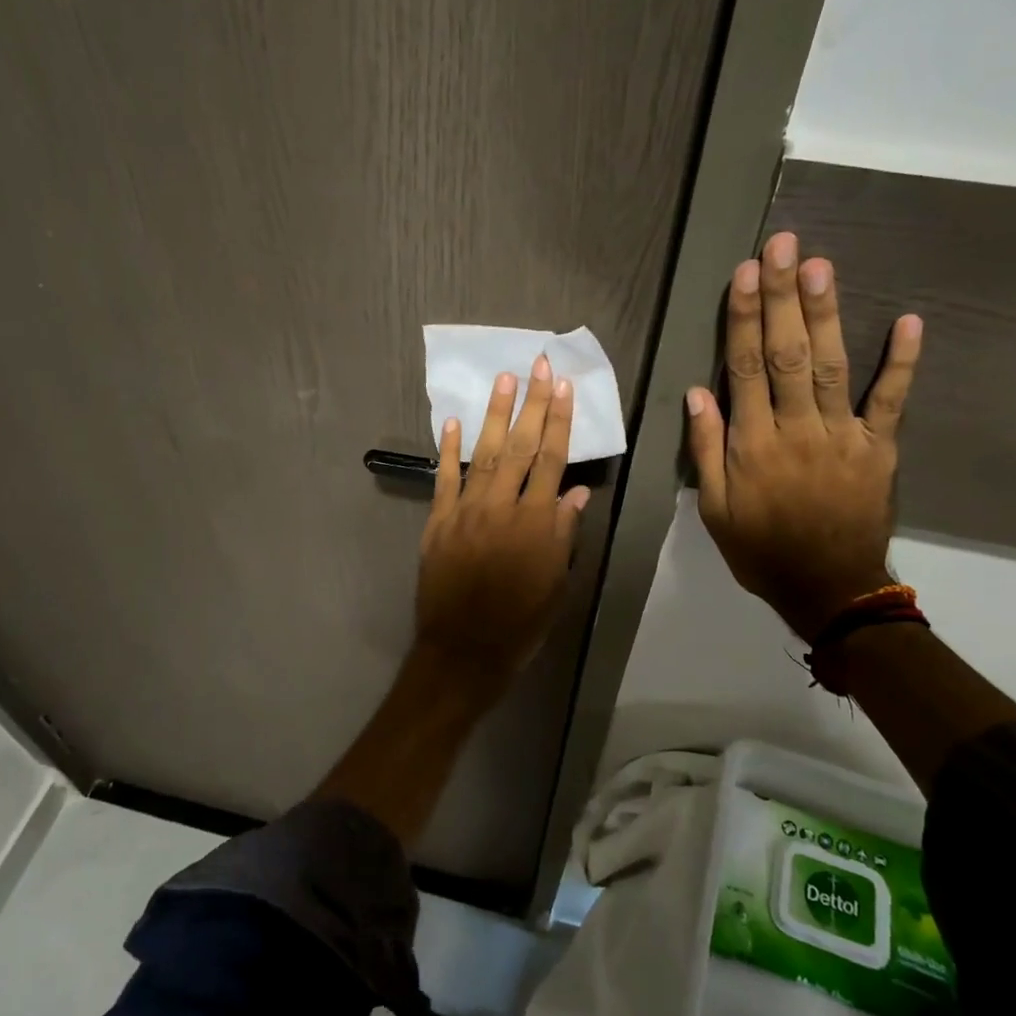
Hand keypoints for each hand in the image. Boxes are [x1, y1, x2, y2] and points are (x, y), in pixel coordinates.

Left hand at [414, 356, 590, 686]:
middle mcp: (502, 507)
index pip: (552, 460)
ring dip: (494, 415)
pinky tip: (453, 423)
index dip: (559, 422)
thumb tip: (578, 492)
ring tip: (504, 380)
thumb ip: (565, 534)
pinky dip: (448, 451)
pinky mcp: (438, 522)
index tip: (564, 388)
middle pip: (521, 447)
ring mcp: (466, 511)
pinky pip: (444, 479)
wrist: (465, 650)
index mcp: (537, 523)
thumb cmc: (521, 623)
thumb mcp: (556, 583)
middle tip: (538, 365)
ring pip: (484, 454)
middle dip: (532, 404)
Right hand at [685, 231, 922, 641]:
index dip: (744, 319)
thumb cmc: (760, 549)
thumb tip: (697, 393)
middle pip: (786, 355)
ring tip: (821, 266)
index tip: (745, 274)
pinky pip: (891, 401)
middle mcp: (797, 430)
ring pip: (830, 366)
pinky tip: (908, 322)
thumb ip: (707, 450)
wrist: (828, 588)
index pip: (745, 370)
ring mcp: (843, 436)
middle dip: (783, 298)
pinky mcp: (879, 448)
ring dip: (826, 314)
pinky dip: (902, 363)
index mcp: (753, 445)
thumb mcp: (714, 509)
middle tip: (785, 246)